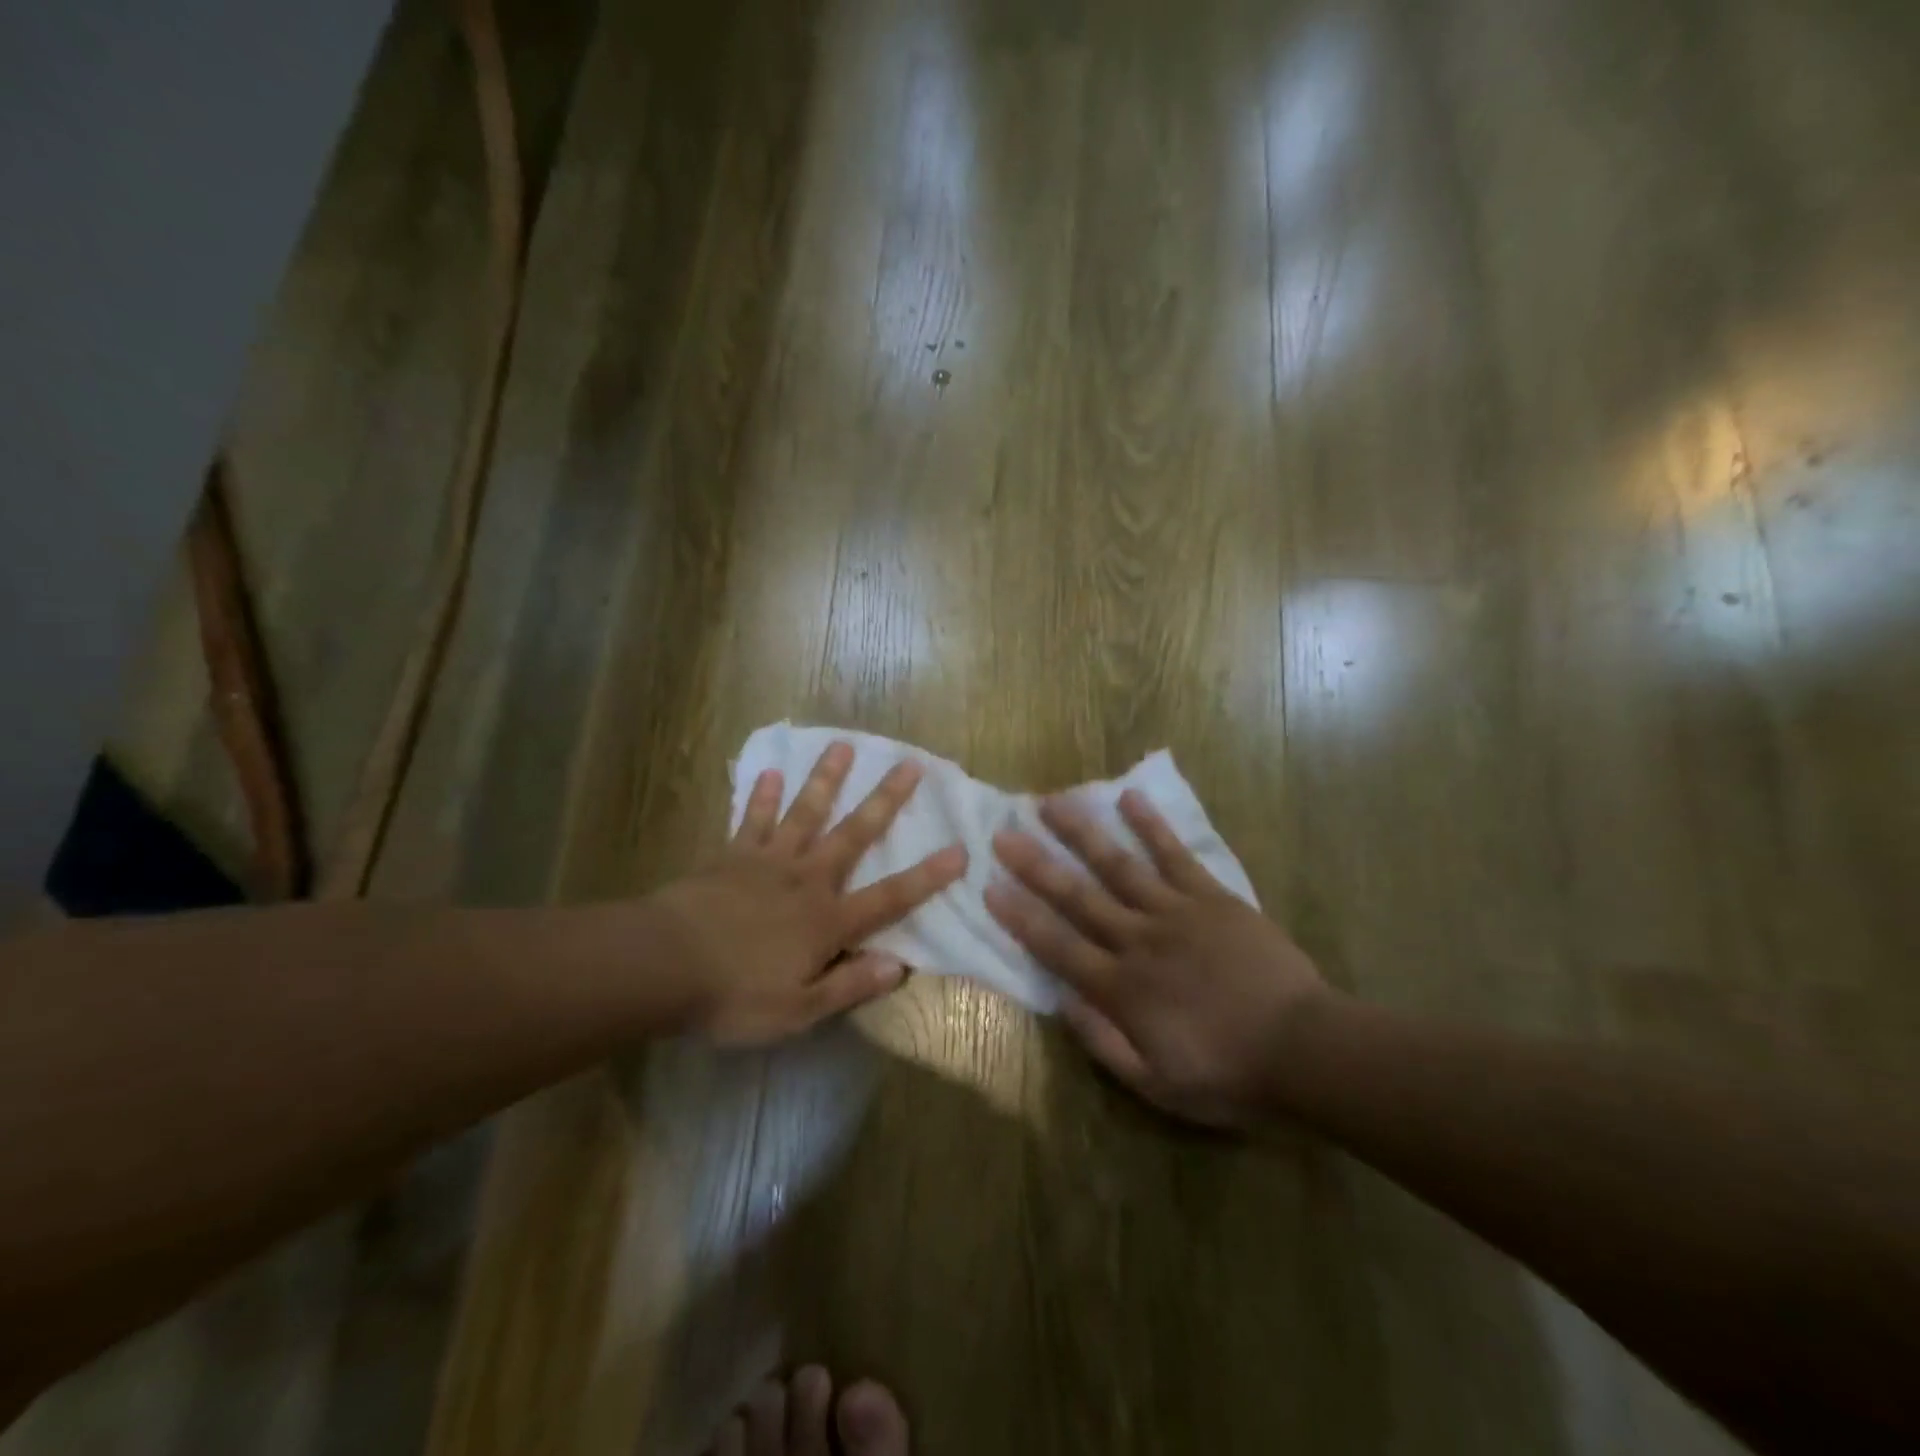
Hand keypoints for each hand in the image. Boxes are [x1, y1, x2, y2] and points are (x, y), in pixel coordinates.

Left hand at [654, 741, 966, 1045]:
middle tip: (910, 764)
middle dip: (885, 800)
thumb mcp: (799, 1009)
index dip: (928, 877)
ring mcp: (768, 862)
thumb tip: (900, 966)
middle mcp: (807, 880)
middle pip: (854, 834)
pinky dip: (763, 797)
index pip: (890, 897)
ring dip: (827, 779)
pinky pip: (753, 820)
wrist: (662, 965)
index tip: (960, 849)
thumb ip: (850, 984)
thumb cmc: (734, 994)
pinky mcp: (731, 855)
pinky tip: (771, 771)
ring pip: (806, 813)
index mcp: (827, 920)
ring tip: (843, 745)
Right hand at [986, 790, 1328, 1126]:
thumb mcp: (1157, 1084)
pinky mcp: (1211, 897)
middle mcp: (1139, 940)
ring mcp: (1176, 912)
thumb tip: (1062, 1001)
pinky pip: (1176, 855)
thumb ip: (1103, 1042)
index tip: (990, 887)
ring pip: (1119, 865)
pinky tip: (1130, 797)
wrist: (1303, 1048)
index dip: (1021, 917)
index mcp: (1122, 989)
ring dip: (1083, 832)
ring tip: (1053, 802)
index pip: (1058, 946)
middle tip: (1005, 833)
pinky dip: (1152, 826)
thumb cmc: (1227, 1072)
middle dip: (1037, 864)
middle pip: (1079, 896)